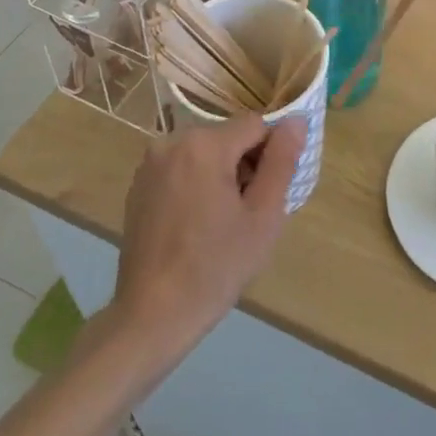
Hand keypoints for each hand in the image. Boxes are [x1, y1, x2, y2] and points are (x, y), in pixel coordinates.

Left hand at [112, 116, 302, 350]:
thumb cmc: (216, 267)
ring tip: (221, 222)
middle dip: (245, 165)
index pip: (256, 125)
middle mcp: (171, 141)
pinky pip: (181, 169)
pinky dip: (196, 185)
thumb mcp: (263, 216)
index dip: (271, 155)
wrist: (153, 315)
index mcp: (204, 144)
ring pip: (204, 153)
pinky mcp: (138, 186)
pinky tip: (196, 225)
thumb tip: (297, 120)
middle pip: (228, 137)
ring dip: (221, 175)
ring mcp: (150, 164)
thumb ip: (282, 161)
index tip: (268, 193)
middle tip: (247, 213)